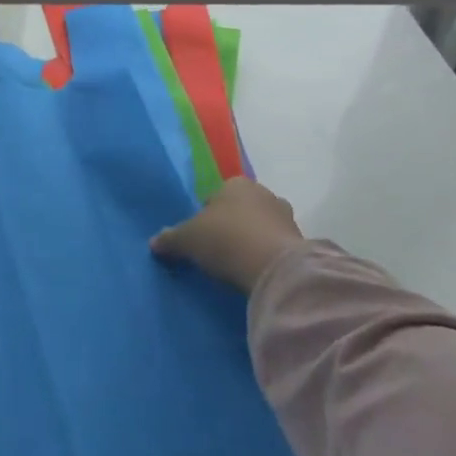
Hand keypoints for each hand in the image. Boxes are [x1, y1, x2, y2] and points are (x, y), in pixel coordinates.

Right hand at [150, 178, 305, 292]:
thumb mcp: (188, 240)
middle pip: (241, 209)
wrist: (275, 268)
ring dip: (251, 240)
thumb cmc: (226, 240)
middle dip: (232, 226)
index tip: (201, 239)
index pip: (215, 196)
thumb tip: (154, 243)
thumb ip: (170, 239)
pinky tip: (256, 272)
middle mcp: (263, 193)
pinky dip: (267, 255)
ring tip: (238, 264)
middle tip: (219, 251)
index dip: (206, 217)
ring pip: (261, 226)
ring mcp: (286, 216)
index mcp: (235, 183)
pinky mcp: (301, 241)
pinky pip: (276, 246)